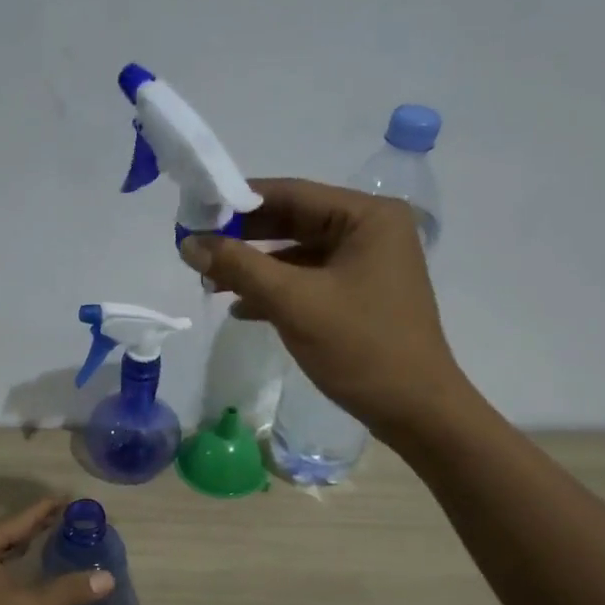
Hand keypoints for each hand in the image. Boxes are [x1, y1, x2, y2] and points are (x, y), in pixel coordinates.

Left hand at [0, 498, 113, 604]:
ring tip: (45, 547)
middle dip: (35, 529)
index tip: (72, 500)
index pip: (22, 518)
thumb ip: (67, 592)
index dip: (49, 509)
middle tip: (67, 524)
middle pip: (5, 532)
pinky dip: (1, 567)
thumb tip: (108, 577)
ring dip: (16, 550)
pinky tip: (14, 580)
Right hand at [180, 178, 464, 436]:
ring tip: (210, 282)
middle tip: (196, 248)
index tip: (194, 212)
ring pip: (298, 254)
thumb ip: (239, 267)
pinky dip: (277, 291)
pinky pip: (310, 280)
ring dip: (256, 268)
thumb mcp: (294, 303)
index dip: (237, 202)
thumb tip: (189, 243)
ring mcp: (368, 264)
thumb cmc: (360, 347)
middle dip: (244, 238)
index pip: (291, 193)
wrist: (415, 411)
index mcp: (367, 216)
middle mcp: (371, 230)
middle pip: (294, 221)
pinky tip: (242, 308)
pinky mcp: (360, 295)